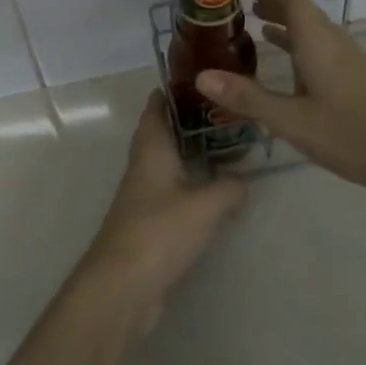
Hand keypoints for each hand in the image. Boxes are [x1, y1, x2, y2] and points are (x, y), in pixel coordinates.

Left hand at [78, 92, 245, 324]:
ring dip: (193, 154)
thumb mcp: (205, 206)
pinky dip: (192, 185)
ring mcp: (144, 193)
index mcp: (151, 147)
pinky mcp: (149, 221)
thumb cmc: (159, 231)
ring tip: (228, 148)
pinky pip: (173, 191)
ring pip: (169, 162)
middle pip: (164, 131)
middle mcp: (144, 163)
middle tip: (226, 113)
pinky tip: (215, 194)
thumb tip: (243, 181)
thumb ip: (229, 188)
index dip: (174, 89)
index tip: (201, 78)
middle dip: (191, 121)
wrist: (122, 286)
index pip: (157, 105)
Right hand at [195, 0, 365, 192]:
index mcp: (317, 41)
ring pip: (315, 29)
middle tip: (246, 9)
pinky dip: (302, 44)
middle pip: (304, 11)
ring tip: (261, 30)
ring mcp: (350, 58)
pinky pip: (324, 46)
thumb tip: (201, 77)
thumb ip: (247, 97)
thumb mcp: (290, 120)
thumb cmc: (348, 133)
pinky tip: (293, 66)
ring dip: (289, 25)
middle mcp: (334, 41)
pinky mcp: (359, 76)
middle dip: (276, 5)